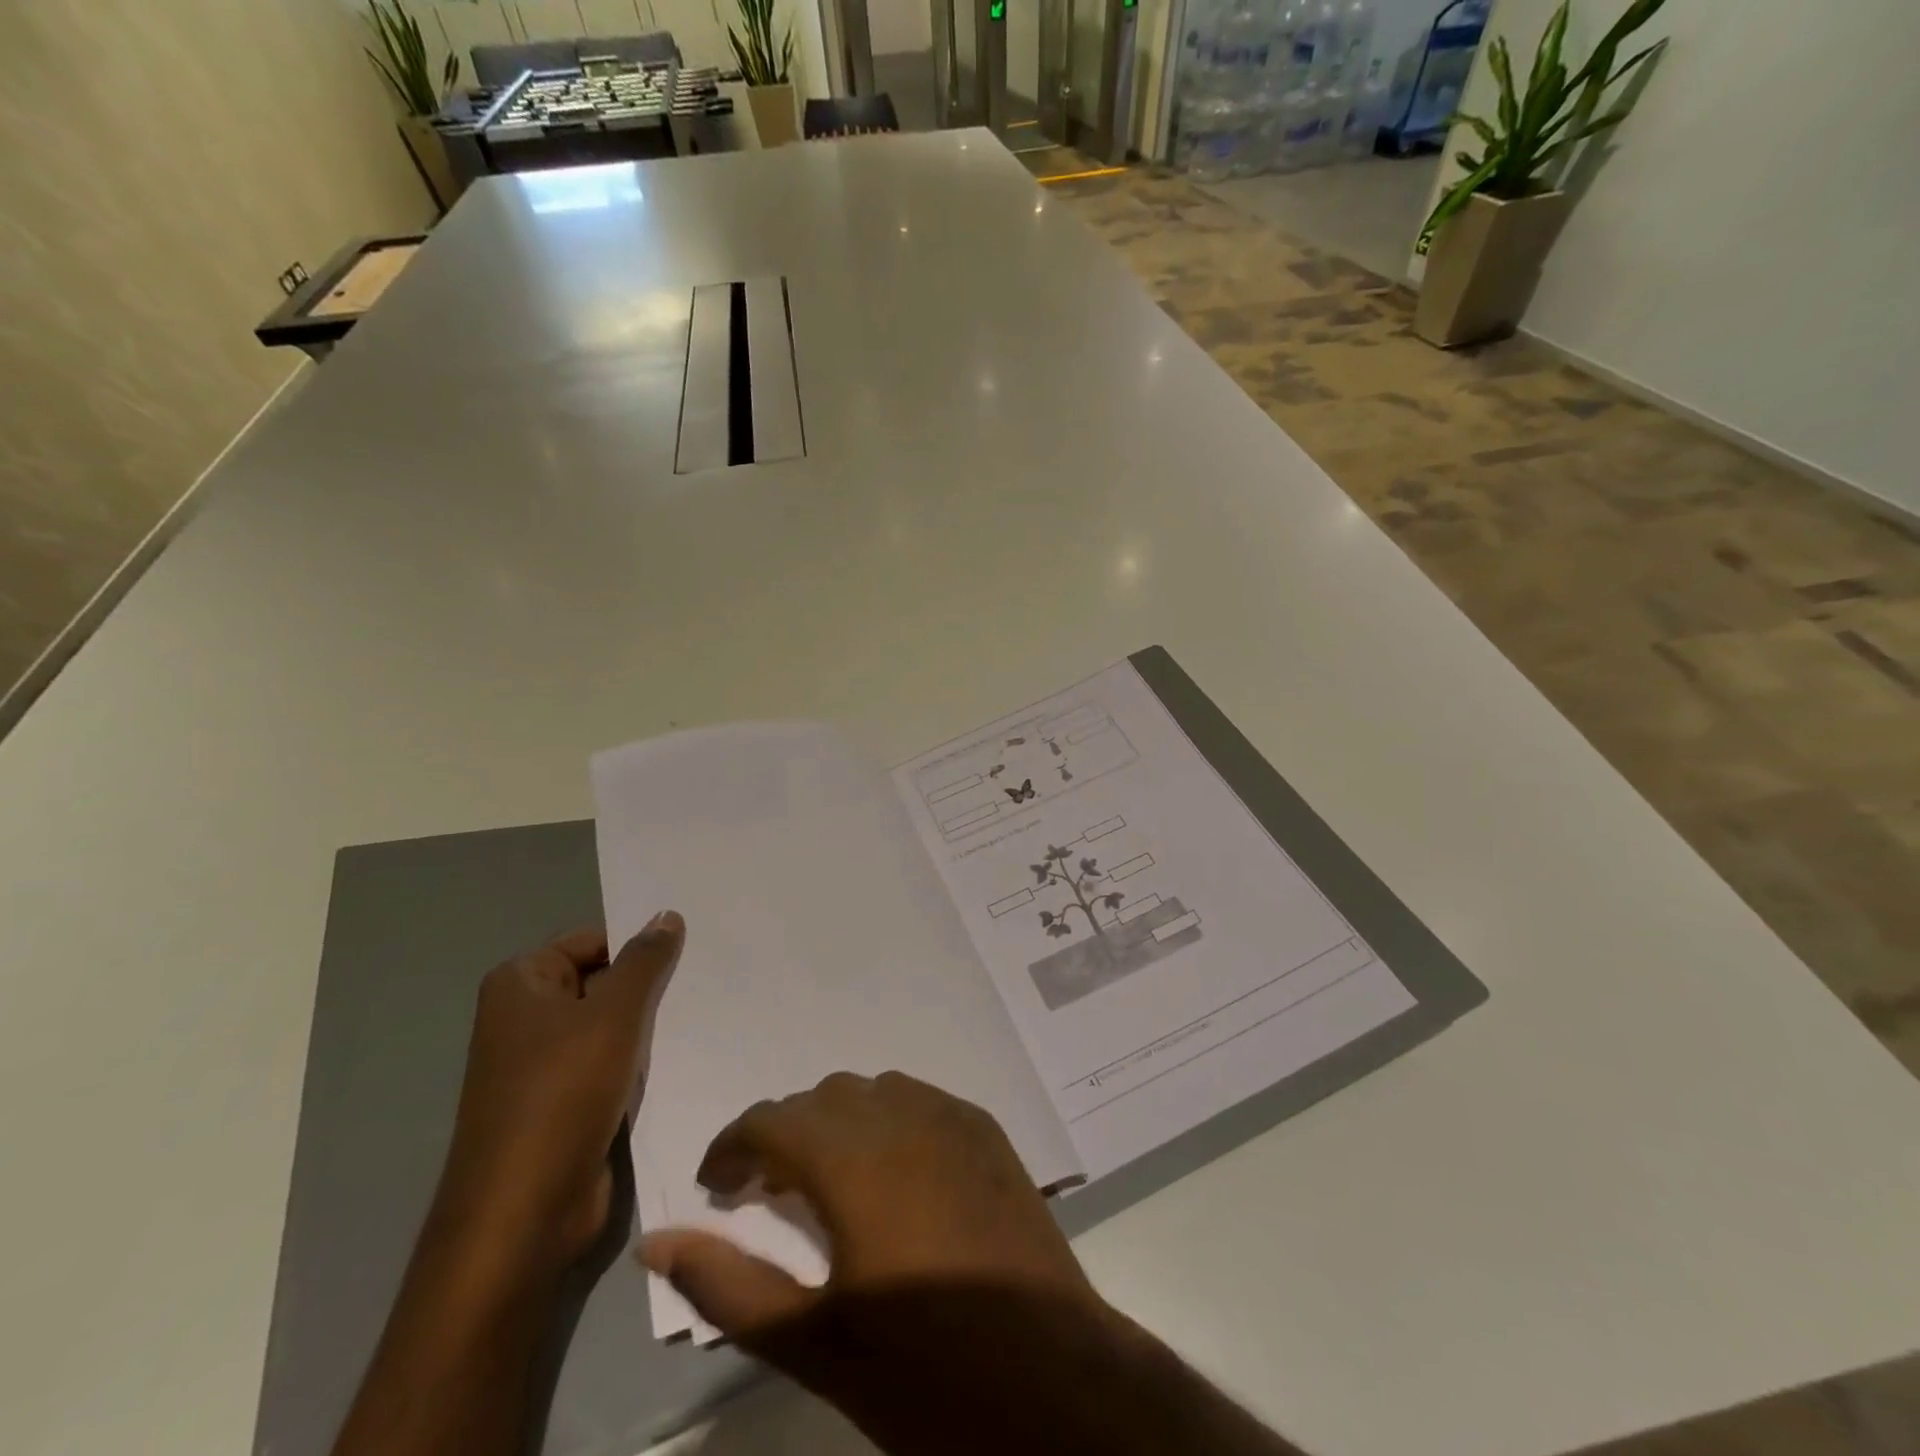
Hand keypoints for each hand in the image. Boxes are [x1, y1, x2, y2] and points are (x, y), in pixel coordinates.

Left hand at [432, 913, 684, 1278]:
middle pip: (603, 980)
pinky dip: (642, 1060)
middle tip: (706, 977)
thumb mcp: (613, 1014)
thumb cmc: (562, 1095)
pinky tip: (684, 1055)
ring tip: (704, 1012)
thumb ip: (645, 961)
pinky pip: (611, 1064)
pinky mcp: (564, 1104)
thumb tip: (666, 914)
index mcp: (520, 984)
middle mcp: (525, 1018)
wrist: (525, 1216)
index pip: (593, 940)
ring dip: (650, 1025)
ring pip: (611, 1025)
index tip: (692, 950)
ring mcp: (543, 1065)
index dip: (639, 945)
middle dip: (650, 985)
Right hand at [639, 1070, 1092, 1336]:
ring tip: (828, 1181)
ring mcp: (951, 1116)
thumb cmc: (925, 1371)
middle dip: (783, 1135)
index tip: (716, 1187)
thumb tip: (656, 1243)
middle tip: (766, 1193)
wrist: (1053, 1379)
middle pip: (820, 1099)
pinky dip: (886, 1120)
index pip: (771, 1119)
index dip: (733, 1146)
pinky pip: (919, 1099)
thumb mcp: (813, 1342)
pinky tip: (890, 1174)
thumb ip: (727, 1285)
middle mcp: (901, 1116)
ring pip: (871, 1091)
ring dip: (837, 1123)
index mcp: (853, 1159)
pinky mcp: (986, 1130)